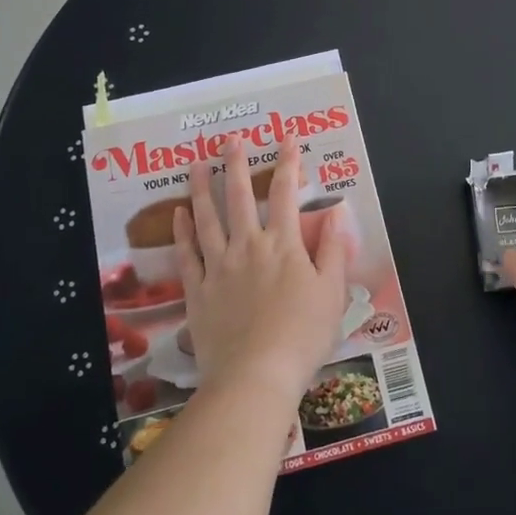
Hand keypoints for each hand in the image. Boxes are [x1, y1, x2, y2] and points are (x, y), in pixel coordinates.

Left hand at [174, 140, 347, 404]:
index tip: (287, 138)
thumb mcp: (332, 293)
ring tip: (198, 164)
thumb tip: (337, 212)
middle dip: (237, 164)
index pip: (286, 194)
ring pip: (208, 219)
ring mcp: (218, 267)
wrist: (256, 376)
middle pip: (241, 197)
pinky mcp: (197, 291)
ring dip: (203, 189)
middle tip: (230, 139)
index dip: (288, 163)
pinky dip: (181, 232)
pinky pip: (187, 255)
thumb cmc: (302, 336)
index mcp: (284, 246)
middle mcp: (248, 247)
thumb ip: (334, 251)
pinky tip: (177, 213)